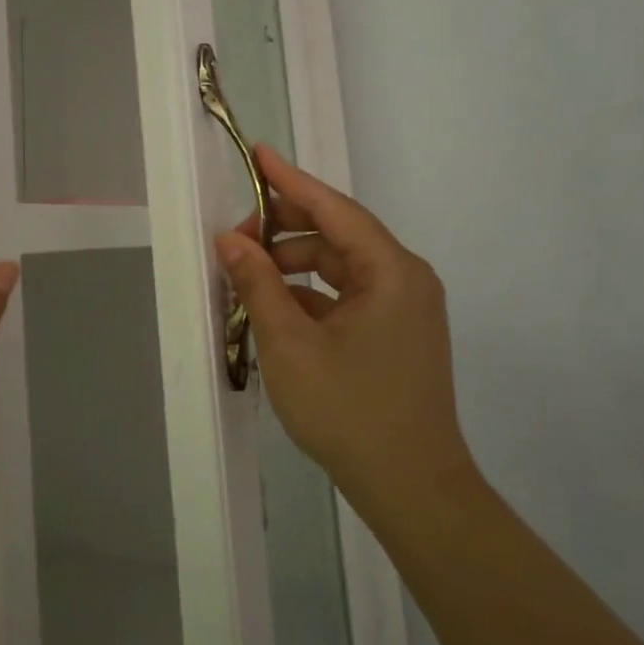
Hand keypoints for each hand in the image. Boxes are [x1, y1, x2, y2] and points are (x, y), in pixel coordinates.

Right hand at [216, 146, 470, 519]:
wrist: (413, 490)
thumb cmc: (350, 411)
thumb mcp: (290, 344)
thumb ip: (258, 284)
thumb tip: (230, 241)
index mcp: (392, 271)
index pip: (334, 208)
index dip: (290, 180)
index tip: (258, 154)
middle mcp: (405, 279)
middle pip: (338, 234)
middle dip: (285, 230)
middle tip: (236, 239)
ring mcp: (405, 308)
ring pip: (341, 266)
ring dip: (295, 266)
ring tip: (249, 278)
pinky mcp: (398, 333)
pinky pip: (349, 296)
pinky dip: (312, 294)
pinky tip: (276, 308)